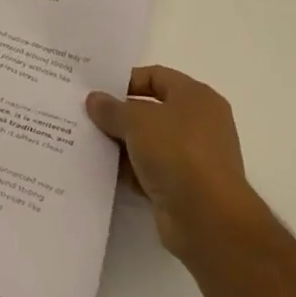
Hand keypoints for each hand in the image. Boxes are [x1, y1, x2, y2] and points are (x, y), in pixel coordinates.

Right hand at [86, 66, 263, 264]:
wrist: (208, 220)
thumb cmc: (177, 153)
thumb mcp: (136, 120)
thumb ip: (112, 108)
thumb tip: (94, 100)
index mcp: (196, 97)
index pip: (156, 76)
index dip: (126, 80)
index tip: (97, 91)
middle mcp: (199, 124)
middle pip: (151, 110)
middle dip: (120, 114)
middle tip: (87, 115)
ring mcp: (193, 158)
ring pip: (149, 142)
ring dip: (122, 144)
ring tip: (88, 141)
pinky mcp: (184, 188)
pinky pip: (151, 171)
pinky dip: (131, 170)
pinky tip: (104, 170)